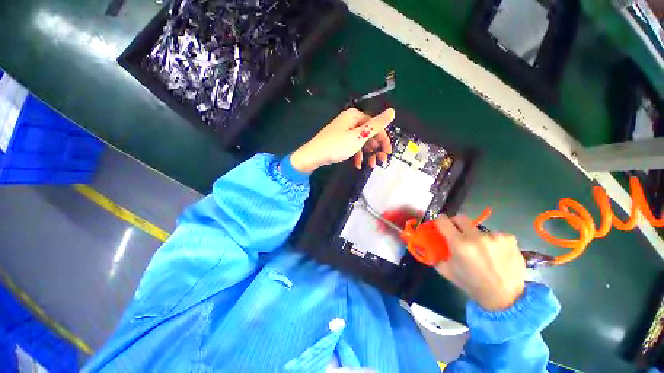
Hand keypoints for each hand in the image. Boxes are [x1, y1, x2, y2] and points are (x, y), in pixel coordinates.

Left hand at [290, 108, 394, 172]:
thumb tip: (392, 111)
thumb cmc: (337, 145)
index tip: (388, 152)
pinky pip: (352, 145)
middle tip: (381, 161)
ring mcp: (344, 130)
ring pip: (361, 141)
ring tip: (372, 165)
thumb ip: (376, 125)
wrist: (313, 155)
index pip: (375, 125)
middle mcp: (350, 121)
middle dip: (376, 148)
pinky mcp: (339, 140)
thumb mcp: (359, 136)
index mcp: (355, 116)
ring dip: (368, 153)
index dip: (384, 139)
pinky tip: (358, 164)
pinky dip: (357, 154)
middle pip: (368, 133)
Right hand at [434, 215, 525, 310]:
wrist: (505, 298)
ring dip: (477, 237)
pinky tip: (497, 254)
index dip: (439, 221)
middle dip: (456, 223)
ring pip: (479, 229)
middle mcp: (476, 237)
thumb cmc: (472, 284)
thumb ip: (436, 255)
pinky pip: (496, 235)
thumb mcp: (447, 271)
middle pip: (460, 218)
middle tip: (458, 233)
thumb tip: (430, 244)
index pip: (443, 221)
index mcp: (459, 244)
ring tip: (483, 251)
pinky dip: (493, 242)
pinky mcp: (510, 240)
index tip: (440, 225)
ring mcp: (495, 237)